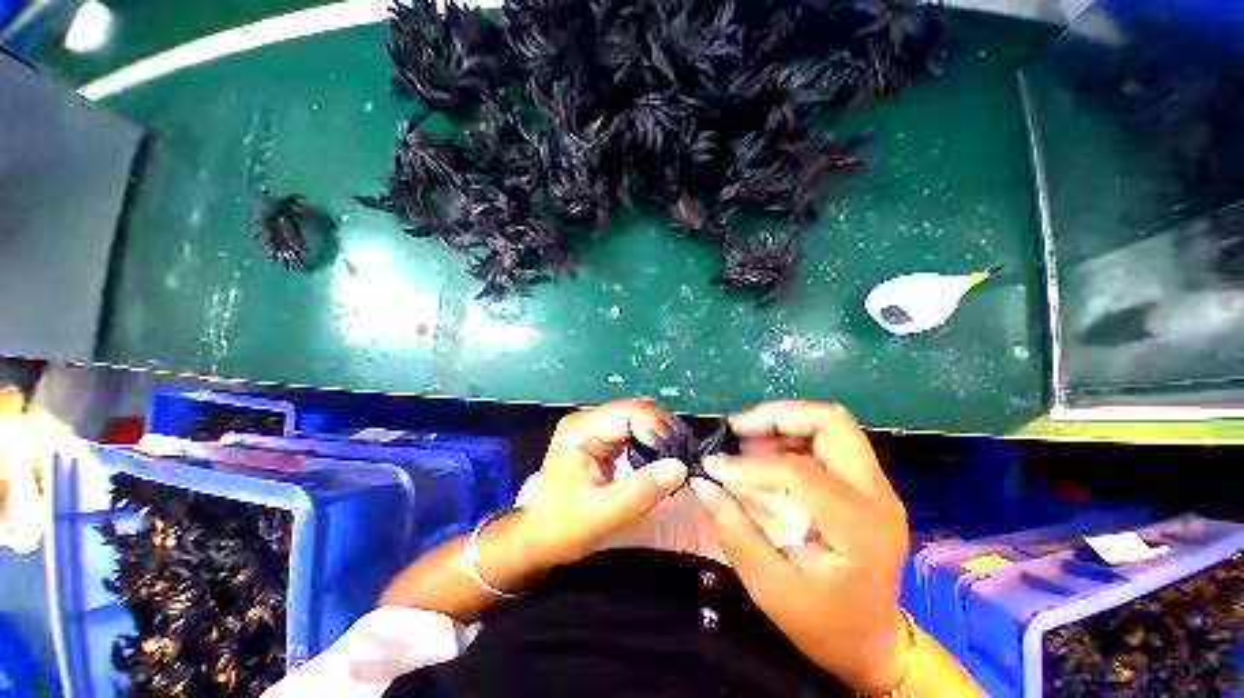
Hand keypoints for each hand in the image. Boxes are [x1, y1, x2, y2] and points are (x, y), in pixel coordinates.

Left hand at [518, 398, 687, 566]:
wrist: (535, 538)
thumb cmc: (561, 528)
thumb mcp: (602, 515)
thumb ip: (641, 491)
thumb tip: (680, 467)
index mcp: (582, 430)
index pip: (631, 412)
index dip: (660, 429)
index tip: (681, 456)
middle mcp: (587, 419)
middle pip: (636, 410)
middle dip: (663, 431)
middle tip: (684, 458)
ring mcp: (593, 426)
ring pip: (637, 417)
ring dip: (659, 435)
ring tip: (676, 459)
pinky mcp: (599, 436)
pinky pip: (632, 430)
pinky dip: (650, 441)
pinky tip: (659, 459)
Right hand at [691, 400, 909, 693]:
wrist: (873, 644)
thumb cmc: (823, 625)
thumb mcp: (770, 586)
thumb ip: (734, 529)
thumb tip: (703, 481)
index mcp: (859, 529)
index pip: (799, 473)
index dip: (749, 466)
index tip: (712, 466)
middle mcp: (877, 496)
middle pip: (831, 423)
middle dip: (777, 416)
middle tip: (738, 429)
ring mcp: (877, 487)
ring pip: (831, 425)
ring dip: (783, 422)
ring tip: (746, 439)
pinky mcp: (866, 485)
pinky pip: (829, 441)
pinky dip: (792, 435)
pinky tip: (765, 451)